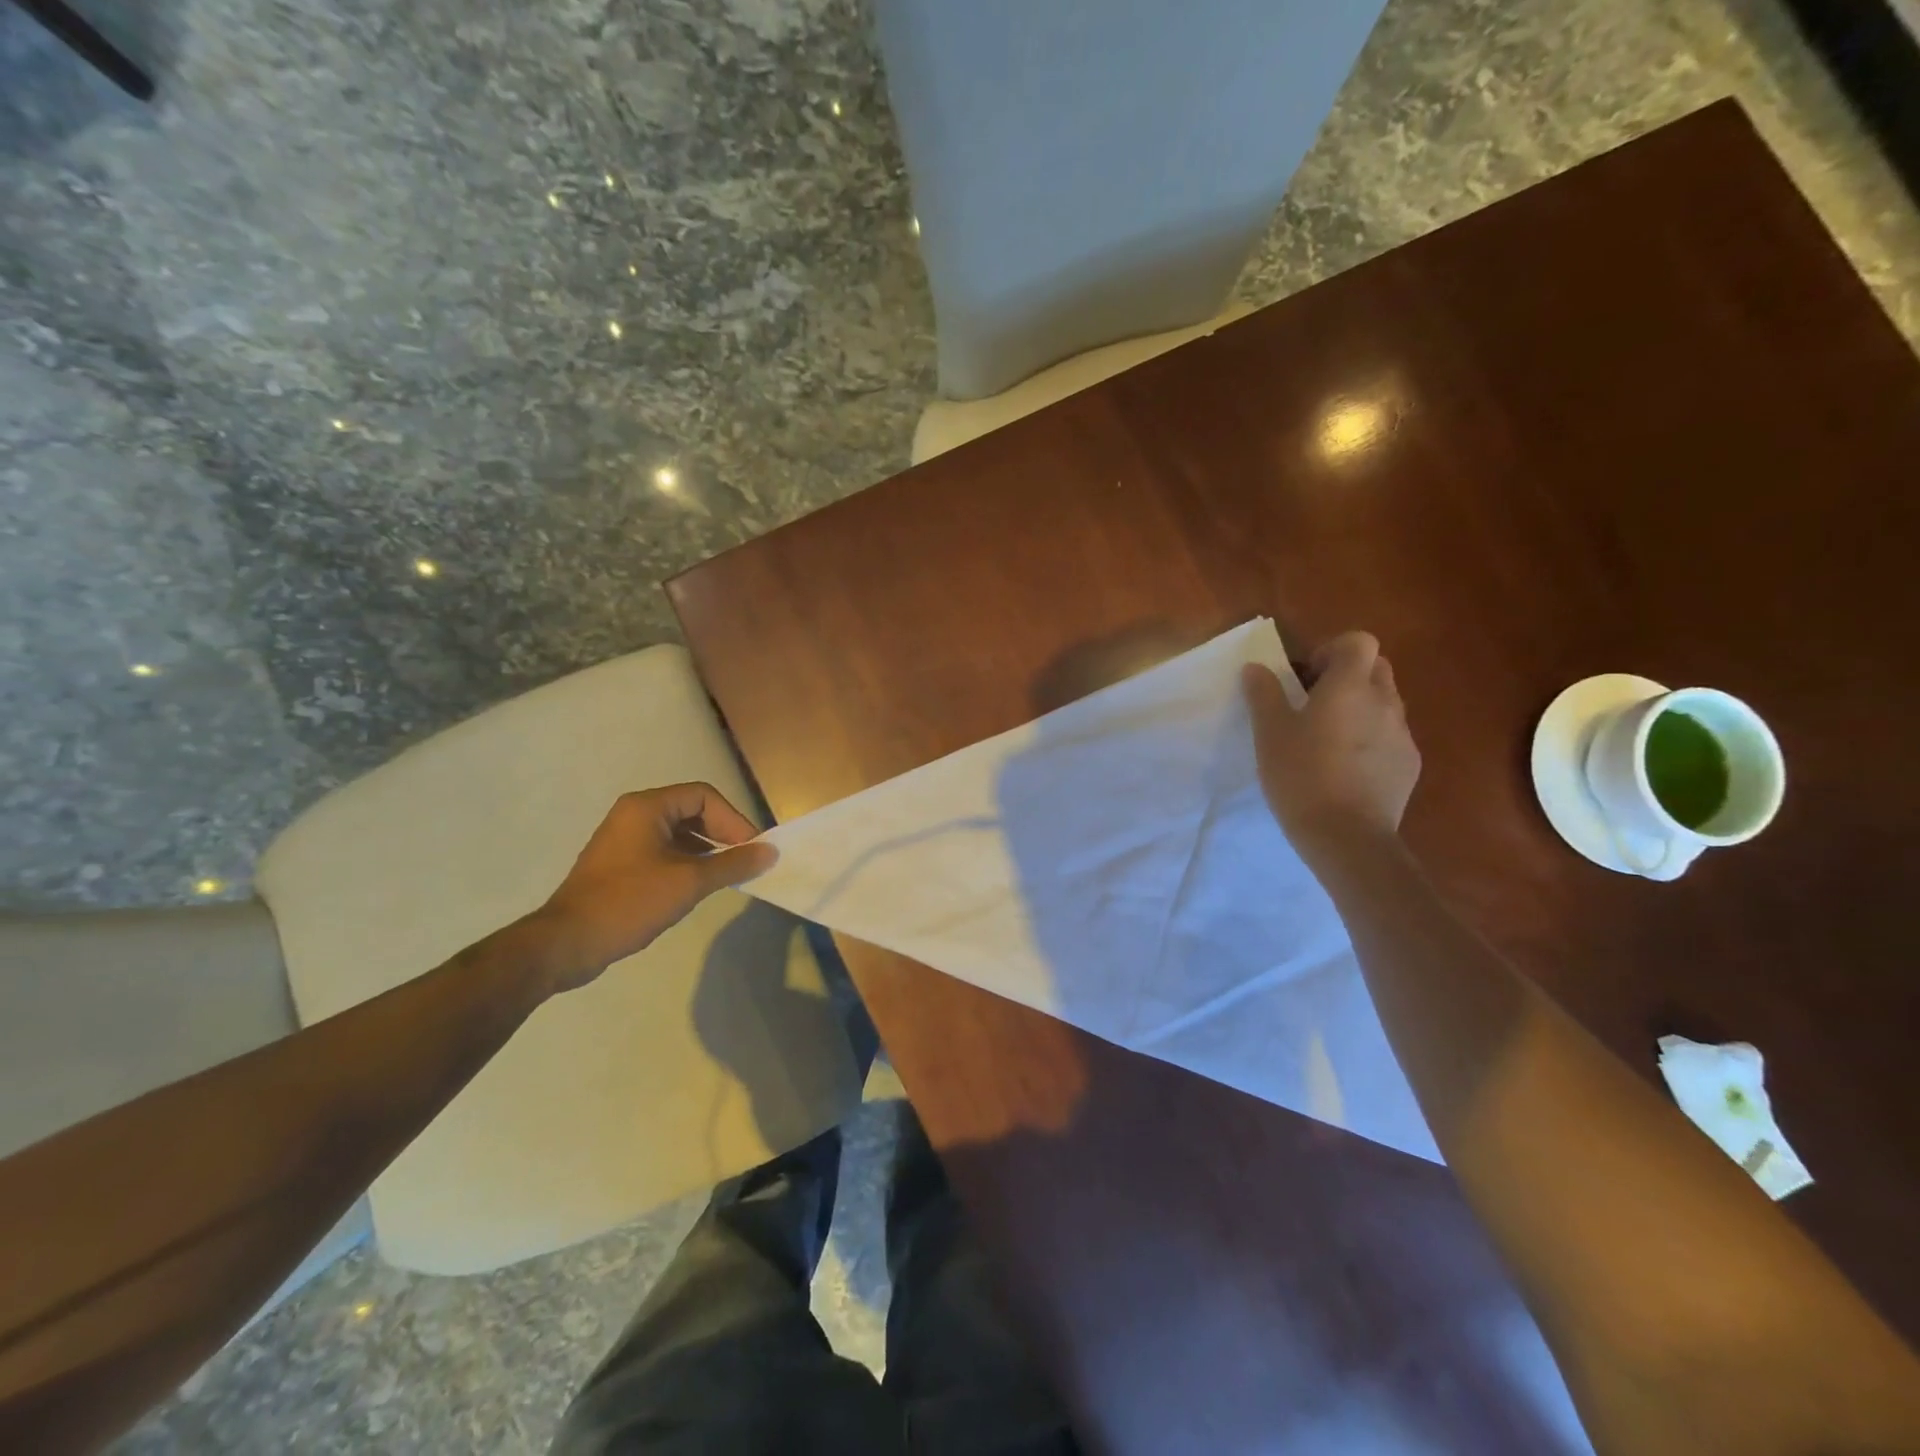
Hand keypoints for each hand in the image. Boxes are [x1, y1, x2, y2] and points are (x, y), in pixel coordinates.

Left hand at [527, 784, 776, 994]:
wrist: (567, 943)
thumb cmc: (629, 902)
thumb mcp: (689, 882)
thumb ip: (733, 864)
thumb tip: (770, 852)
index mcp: (647, 807)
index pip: (704, 796)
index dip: (734, 819)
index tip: (752, 849)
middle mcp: (634, 814)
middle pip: (692, 811)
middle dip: (722, 833)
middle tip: (744, 860)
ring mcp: (624, 839)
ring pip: (679, 833)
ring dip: (707, 849)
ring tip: (727, 874)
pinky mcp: (620, 863)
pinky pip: (664, 850)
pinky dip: (687, 861)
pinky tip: (699, 885)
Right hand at [1242, 631, 1420, 861]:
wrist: (1347, 837)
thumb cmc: (1302, 776)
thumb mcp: (1270, 734)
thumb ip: (1264, 694)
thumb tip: (1256, 668)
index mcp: (1350, 687)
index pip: (1359, 641)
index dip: (1332, 650)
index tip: (1307, 677)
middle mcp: (1384, 702)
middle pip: (1376, 668)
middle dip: (1347, 676)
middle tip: (1314, 704)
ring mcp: (1403, 734)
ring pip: (1385, 703)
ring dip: (1359, 708)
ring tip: (1328, 740)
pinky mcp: (1409, 764)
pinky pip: (1391, 735)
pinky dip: (1371, 739)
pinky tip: (1346, 769)